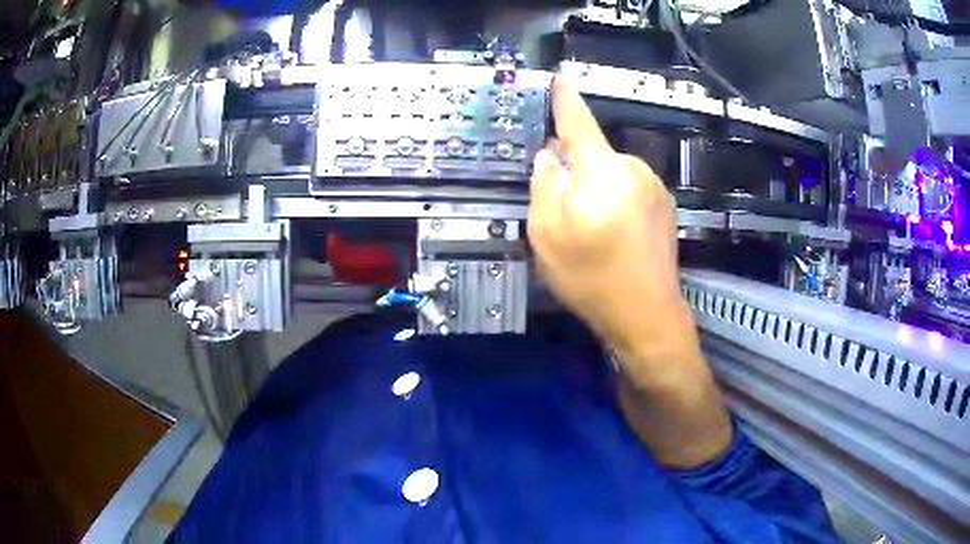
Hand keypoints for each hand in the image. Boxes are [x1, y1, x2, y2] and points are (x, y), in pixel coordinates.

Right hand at [529, 76, 695, 374]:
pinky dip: (614, 202)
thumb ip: (544, 184)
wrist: (646, 315)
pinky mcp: (664, 207)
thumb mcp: (547, 233)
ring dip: (594, 189)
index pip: (579, 121)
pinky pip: (629, 190)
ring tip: (590, 233)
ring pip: (610, 174)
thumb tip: (549, 155)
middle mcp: (633, 169)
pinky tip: (612, 237)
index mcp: (603, 169)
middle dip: (573, 169)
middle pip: (593, 154)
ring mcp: (654, 188)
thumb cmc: (592, 276)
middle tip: (563, 212)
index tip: (560, 76)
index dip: (565, 98)